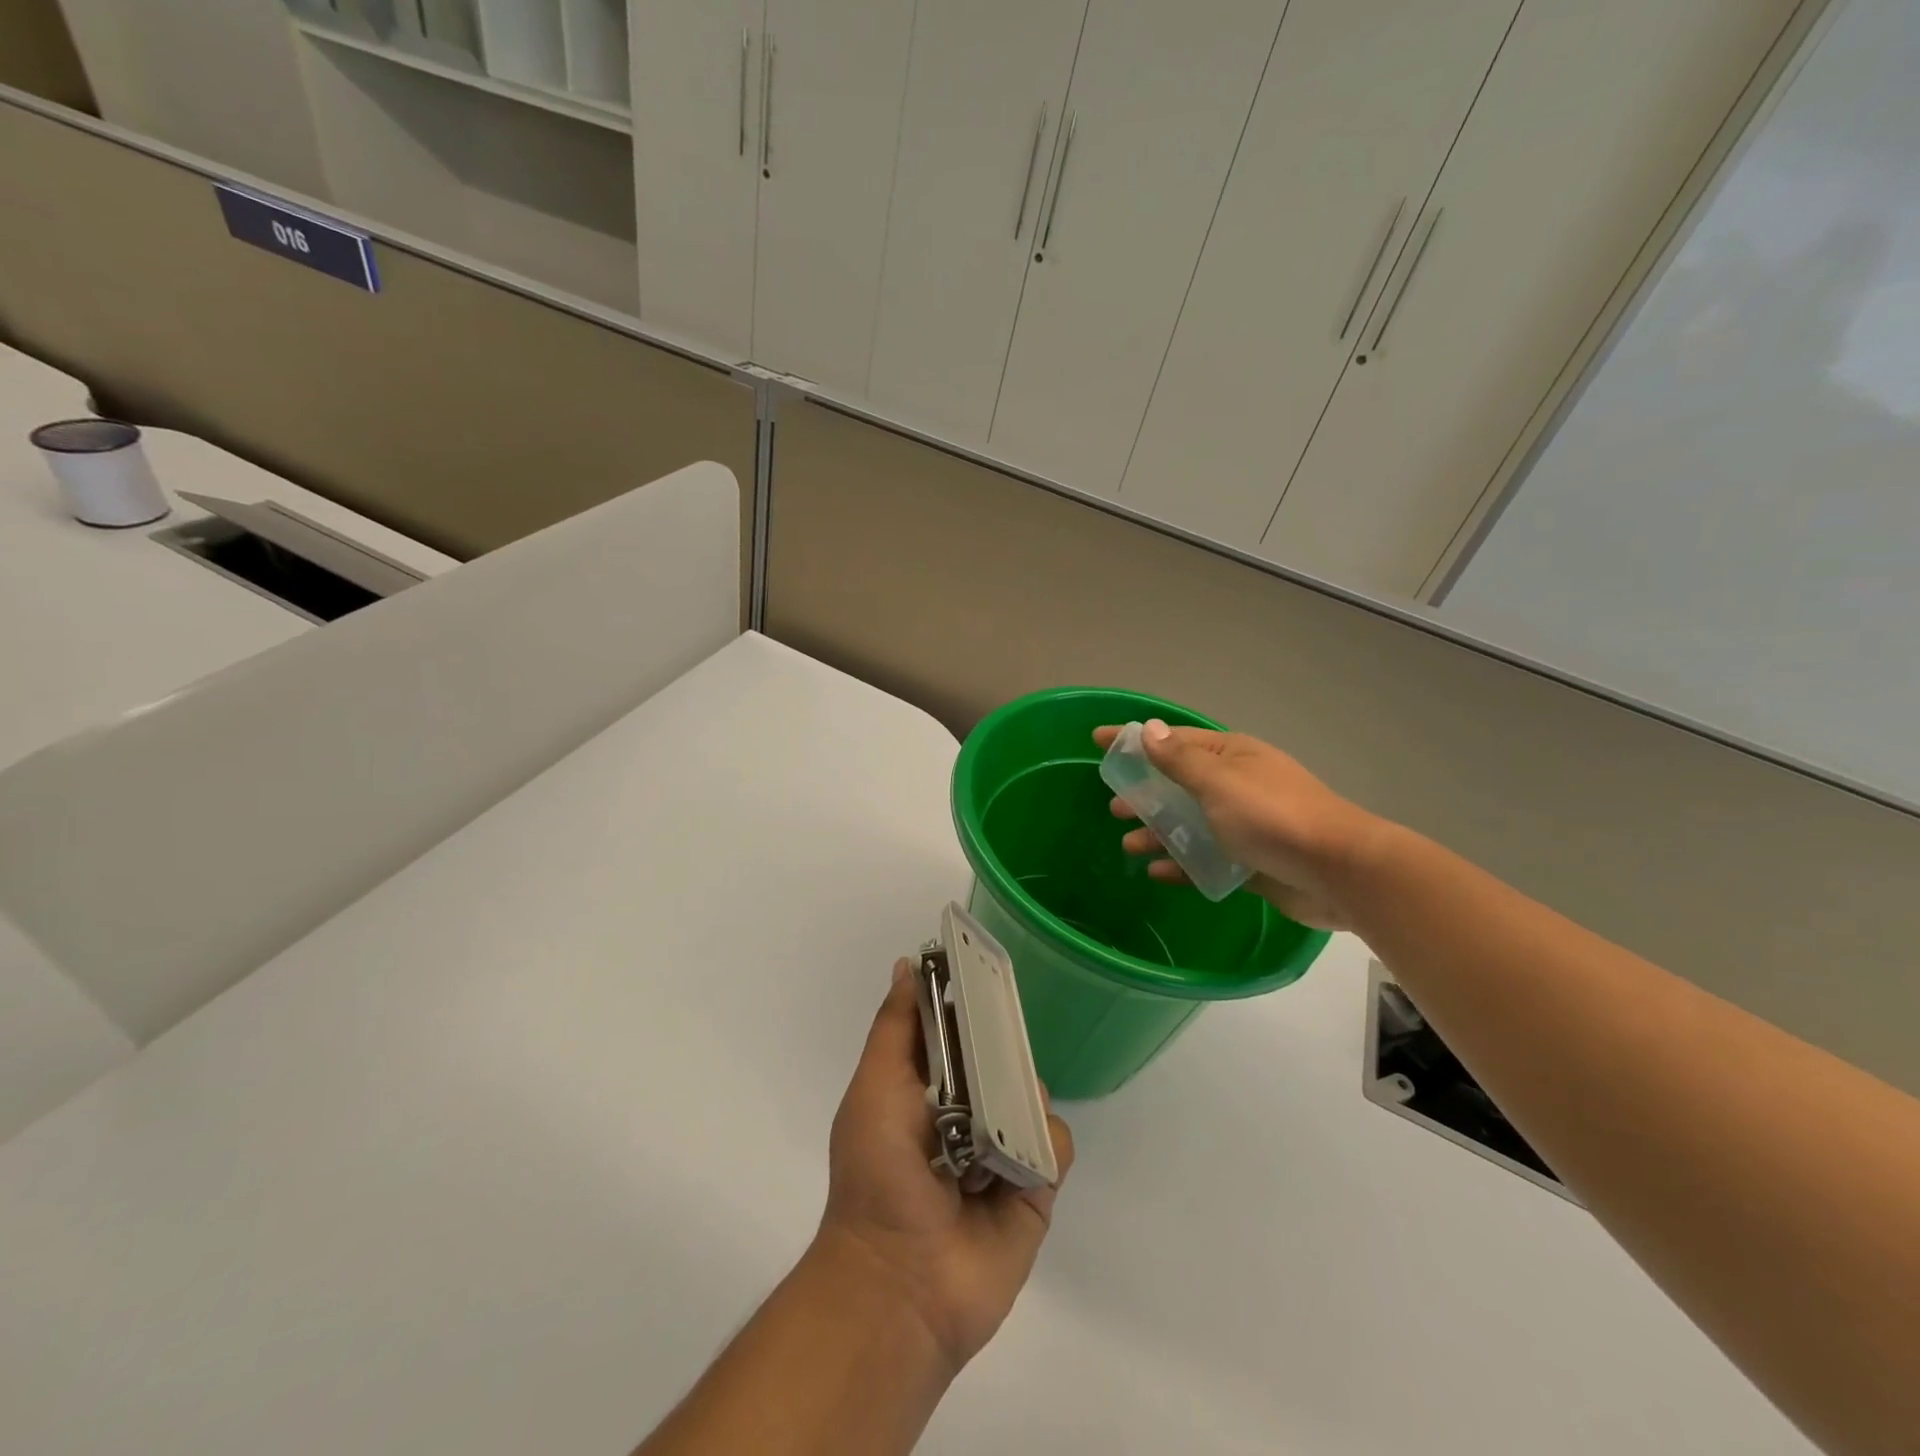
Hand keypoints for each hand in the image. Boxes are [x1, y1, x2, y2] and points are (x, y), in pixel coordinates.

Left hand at [817, 963, 1073, 1375]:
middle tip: (1000, 1042)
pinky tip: (1016, 1163)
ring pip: (1033, 1093)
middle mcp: (966, 1112)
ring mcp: (1002, 1149)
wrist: (901, 1284)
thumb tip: (907, 964)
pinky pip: (1056, 1143)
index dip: (968, 1001)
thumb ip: (894, 1026)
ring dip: (1021, 1095)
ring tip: (996, 1124)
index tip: (985, 970)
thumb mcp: (875, 1087)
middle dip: (1004, 1044)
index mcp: (925, 1088)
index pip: (956, 1029)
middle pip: (1000, 1056)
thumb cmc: (879, 1173)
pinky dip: (1043, 1144)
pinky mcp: (1034, 1187)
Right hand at [1094, 720, 1385, 930]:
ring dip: (1158, 831)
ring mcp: (1245, 824)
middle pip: (1179, 784)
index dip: (1134, 739)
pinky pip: (1206, 858)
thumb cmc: (1272, 816)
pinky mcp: (1251, 861)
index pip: (1172, 740)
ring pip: (1190, 823)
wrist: (1339, 872)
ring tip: (1130, 844)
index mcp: (1230, 757)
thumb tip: (1150, 728)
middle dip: (1144, 793)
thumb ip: (1180, 760)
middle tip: (1114, 806)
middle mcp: (1236, 785)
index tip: (1097, 741)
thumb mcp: (1219, 783)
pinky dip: (1181, 862)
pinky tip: (1157, 873)